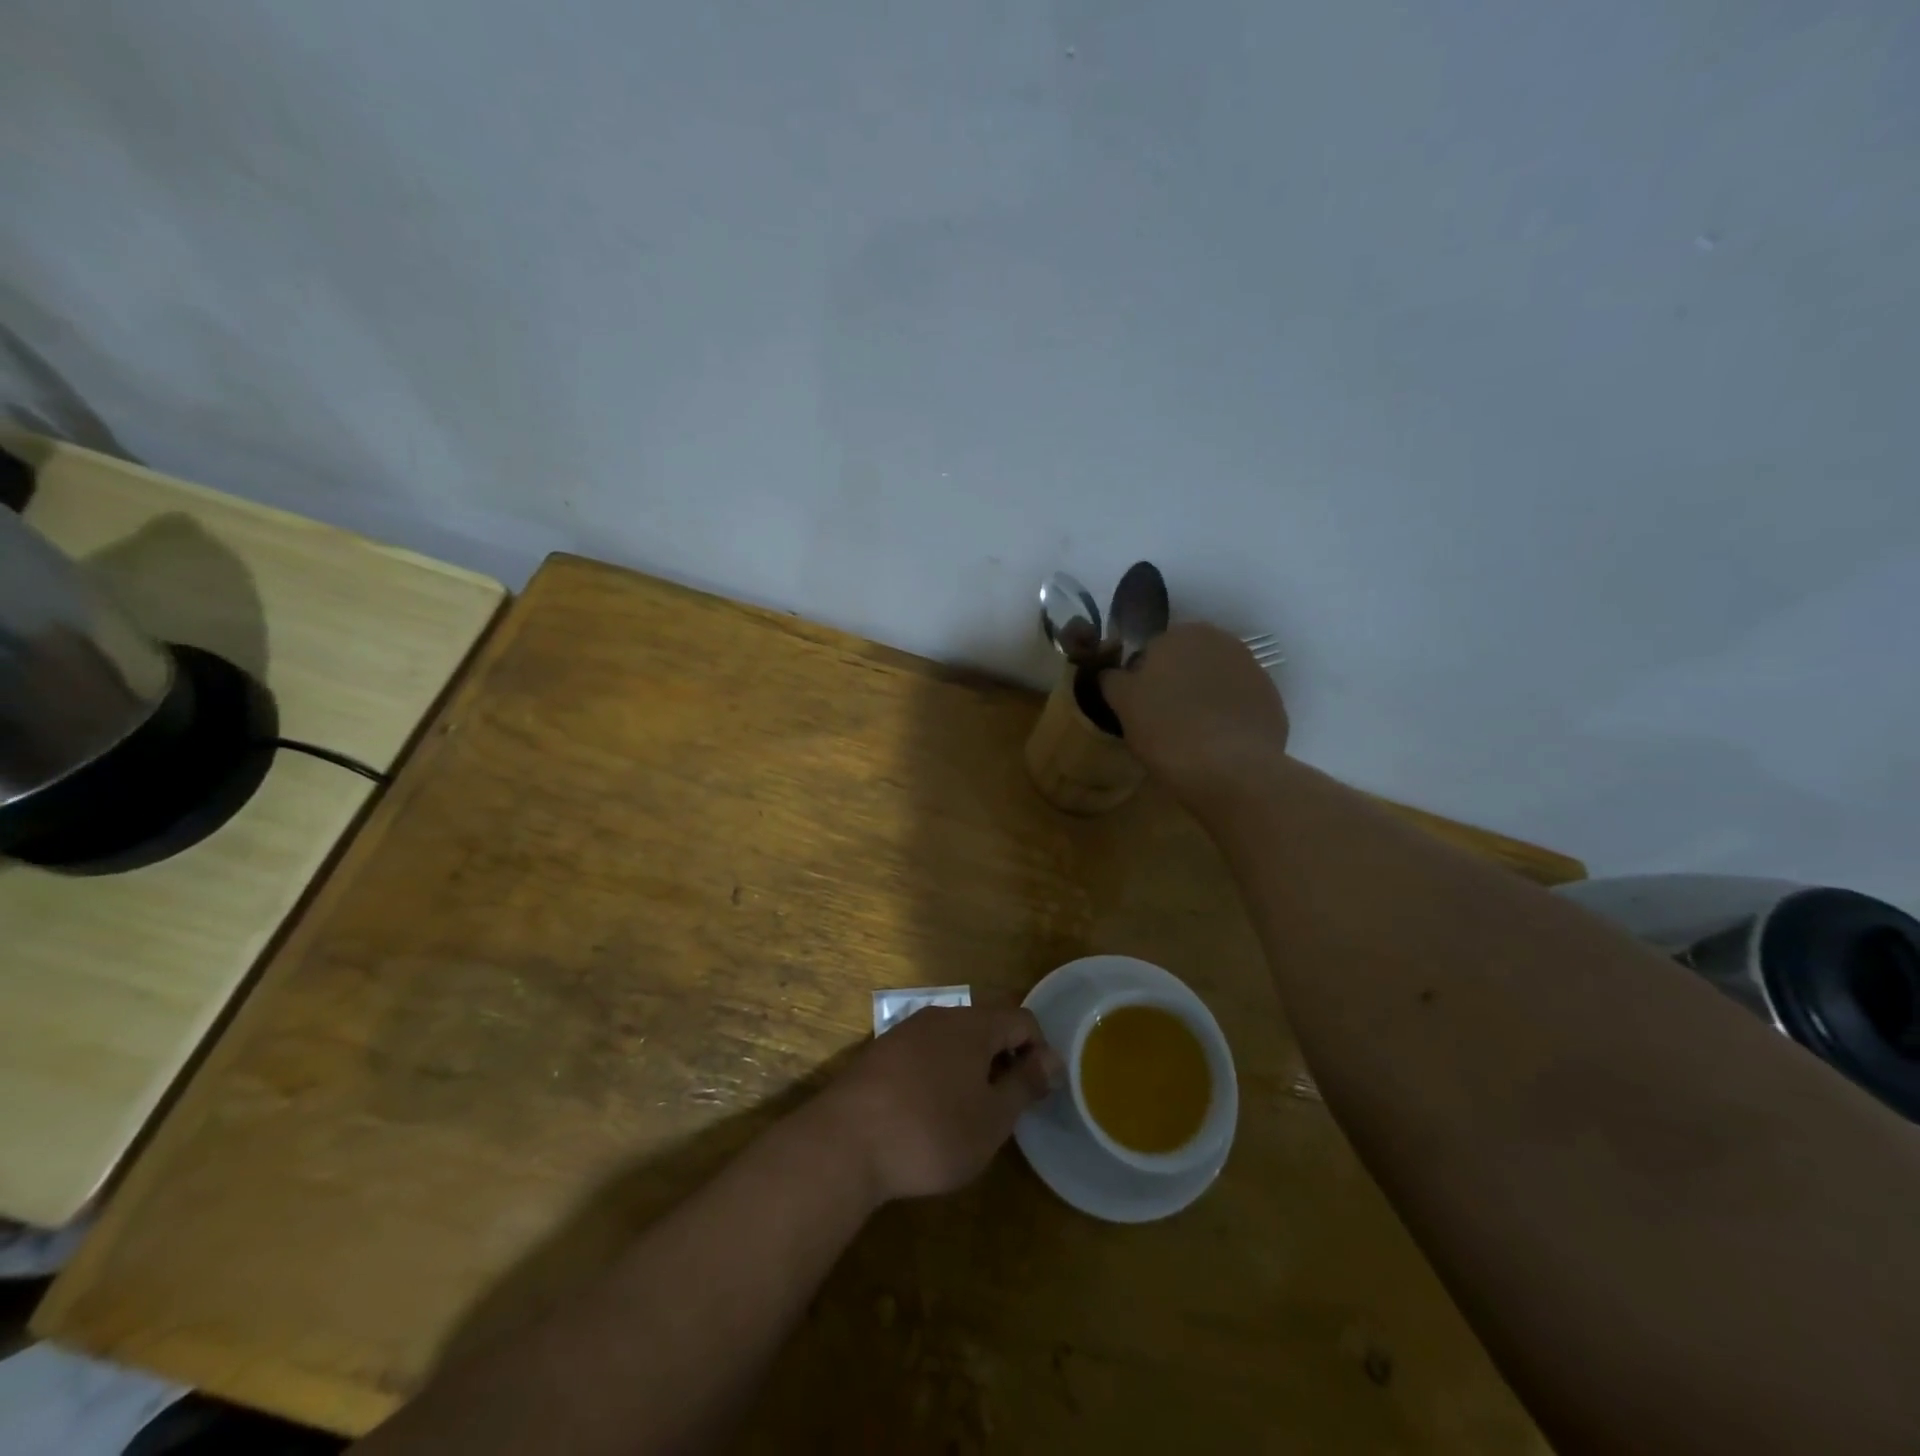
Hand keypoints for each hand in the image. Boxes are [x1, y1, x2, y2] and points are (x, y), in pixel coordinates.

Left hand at [818, 1005, 1061, 1203]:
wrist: (845, 1143)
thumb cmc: (932, 1132)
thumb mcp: (992, 1118)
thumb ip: (1025, 1084)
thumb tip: (1051, 1058)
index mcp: (973, 1024)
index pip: (1022, 1019)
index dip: (1039, 1052)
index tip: (1038, 1094)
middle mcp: (940, 1016)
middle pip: (987, 1026)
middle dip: (1005, 1060)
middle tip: (1006, 1108)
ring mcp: (905, 1032)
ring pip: (954, 1040)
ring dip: (972, 1068)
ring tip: (970, 1113)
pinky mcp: (880, 1054)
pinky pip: (926, 1053)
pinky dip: (941, 1073)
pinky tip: (931, 1112)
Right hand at [1101, 623, 1290, 798]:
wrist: (1230, 769)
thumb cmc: (1166, 728)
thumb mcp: (1123, 702)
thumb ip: (1112, 679)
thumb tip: (1112, 673)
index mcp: (1182, 633)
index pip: (1152, 650)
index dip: (1142, 678)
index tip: (1138, 707)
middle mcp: (1222, 641)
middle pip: (1188, 662)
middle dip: (1175, 684)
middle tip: (1161, 721)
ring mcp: (1253, 671)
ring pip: (1215, 682)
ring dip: (1202, 699)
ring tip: (1190, 735)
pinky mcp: (1272, 702)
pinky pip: (1239, 706)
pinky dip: (1227, 719)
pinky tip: (1216, 745)